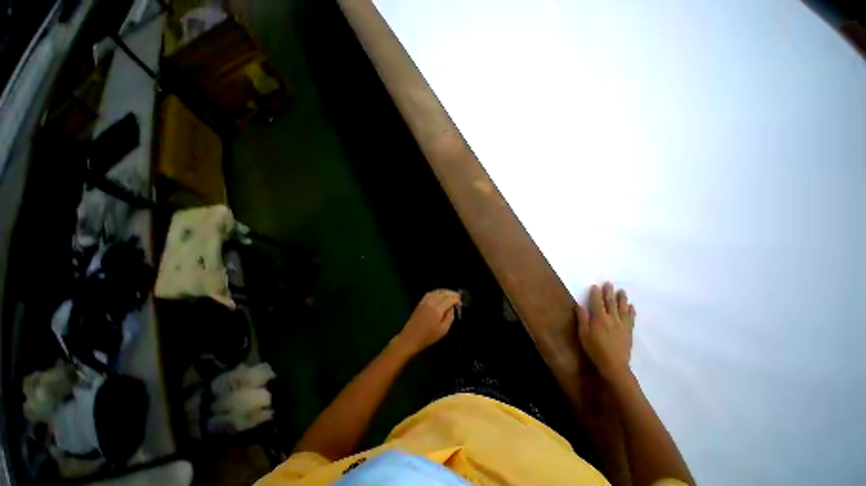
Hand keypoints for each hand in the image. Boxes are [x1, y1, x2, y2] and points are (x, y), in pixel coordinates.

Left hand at [398, 290, 460, 354]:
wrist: (411, 337)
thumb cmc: (428, 336)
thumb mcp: (443, 330)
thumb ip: (450, 317)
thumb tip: (452, 307)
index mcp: (437, 309)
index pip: (449, 299)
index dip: (456, 299)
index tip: (461, 302)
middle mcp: (431, 302)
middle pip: (443, 293)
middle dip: (452, 293)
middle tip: (458, 296)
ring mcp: (425, 301)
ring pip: (437, 291)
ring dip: (445, 292)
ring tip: (451, 295)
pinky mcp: (421, 302)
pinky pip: (431, 293)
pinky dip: (437, 292)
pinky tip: (440, 295)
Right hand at [576, 282, 635, 382]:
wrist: (614, 365)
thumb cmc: (595, 349)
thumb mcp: (583, 334)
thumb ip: (582, 319)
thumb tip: (580, 305)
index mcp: (599, 318)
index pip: (597, 302)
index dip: (596, 294)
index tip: (595, 286)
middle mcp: (612, 319)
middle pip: (610, 303)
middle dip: (609, 292)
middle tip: (609, 283)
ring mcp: (622, 325)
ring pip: (622, 309)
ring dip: (622, 299)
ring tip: (622, 291)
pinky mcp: (629, 331)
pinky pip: (631, 318)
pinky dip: (631, 311)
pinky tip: (632, 306)